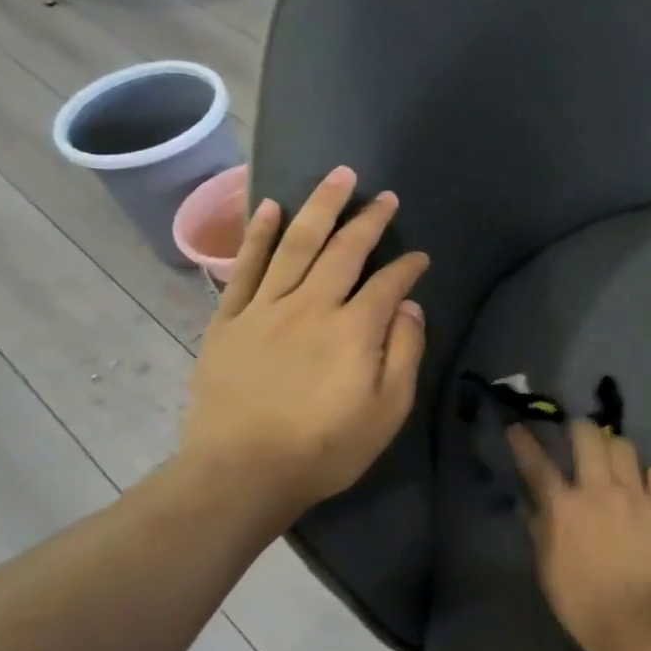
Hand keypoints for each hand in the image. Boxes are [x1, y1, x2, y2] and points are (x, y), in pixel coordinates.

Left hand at [182, 167, 428, 525]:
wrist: (241, 472)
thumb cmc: (325, 448)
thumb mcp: (387, 411)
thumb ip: (404, 352)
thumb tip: (409, 305)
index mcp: (354, 329)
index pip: (388, 282)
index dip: (407, 266)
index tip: (420, 257)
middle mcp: (311, 305)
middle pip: (343, 250)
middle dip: (368, 219)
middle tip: (384, 195)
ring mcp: (265, 308)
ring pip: (296, 244)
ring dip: (320, 207)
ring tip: (337, 178)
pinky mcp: (229, 320)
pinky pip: (245, 267)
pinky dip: (258, 234)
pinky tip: (272, 207)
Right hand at [508, 420, 650, 650]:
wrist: (639, 621)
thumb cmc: (584, 604)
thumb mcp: (549, 571)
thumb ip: (543, 533)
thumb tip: (538, 508)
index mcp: (565, 508)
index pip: (538, 466)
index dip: (525, 444)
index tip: (518, 429)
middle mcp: (600, 490)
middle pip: (589, 438)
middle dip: (581, 429)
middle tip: (579, 435)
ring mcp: (637, 495)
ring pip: (625, 447)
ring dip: (615, 447)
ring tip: (613, 456)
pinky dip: (650, 475)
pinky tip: (647, 485)